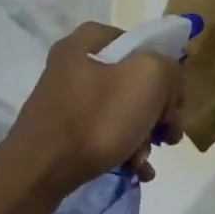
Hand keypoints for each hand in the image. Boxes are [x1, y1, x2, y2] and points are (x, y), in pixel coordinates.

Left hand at [0, 23, 183, 195]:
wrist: (39, 171)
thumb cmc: (96, 118)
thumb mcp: (149, 78)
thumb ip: (169, 68)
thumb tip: (167, 84)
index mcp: (87, 41)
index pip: (140, 44)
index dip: (165, 69)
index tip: (175, 100)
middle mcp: (73, 65)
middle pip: (133, 80)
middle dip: (158, 110)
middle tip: (170, 134)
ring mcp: (66, 100)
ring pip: (121, 110)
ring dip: (144, 134)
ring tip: (148, 159)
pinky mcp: (62, 132)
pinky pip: (103, 133)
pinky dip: (124, 148)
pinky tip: (137, 169)